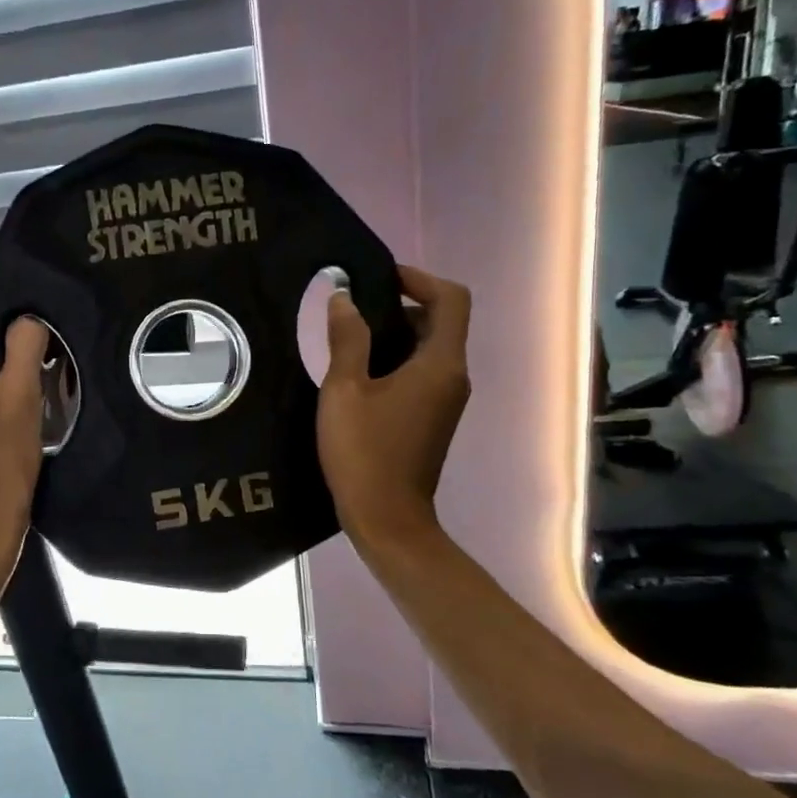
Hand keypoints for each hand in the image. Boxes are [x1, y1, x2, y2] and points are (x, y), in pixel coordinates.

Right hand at [318, 265, 471, 552]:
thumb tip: (343, 298)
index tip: (380, 278)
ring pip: (429, 348)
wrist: (387, 520)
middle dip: (401, 305)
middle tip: (354, 308)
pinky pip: (421, 373)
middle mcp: (453, 377)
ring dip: (395, 334)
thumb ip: (346, 339)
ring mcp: (445, 400)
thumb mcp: (345, 390)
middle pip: (441, 321)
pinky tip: (357, 373)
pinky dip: (396, 360)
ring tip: (348, 337)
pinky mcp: (432, 417)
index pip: (451, 299)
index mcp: (440, 364)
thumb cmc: (364, 452)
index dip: (420, 278)